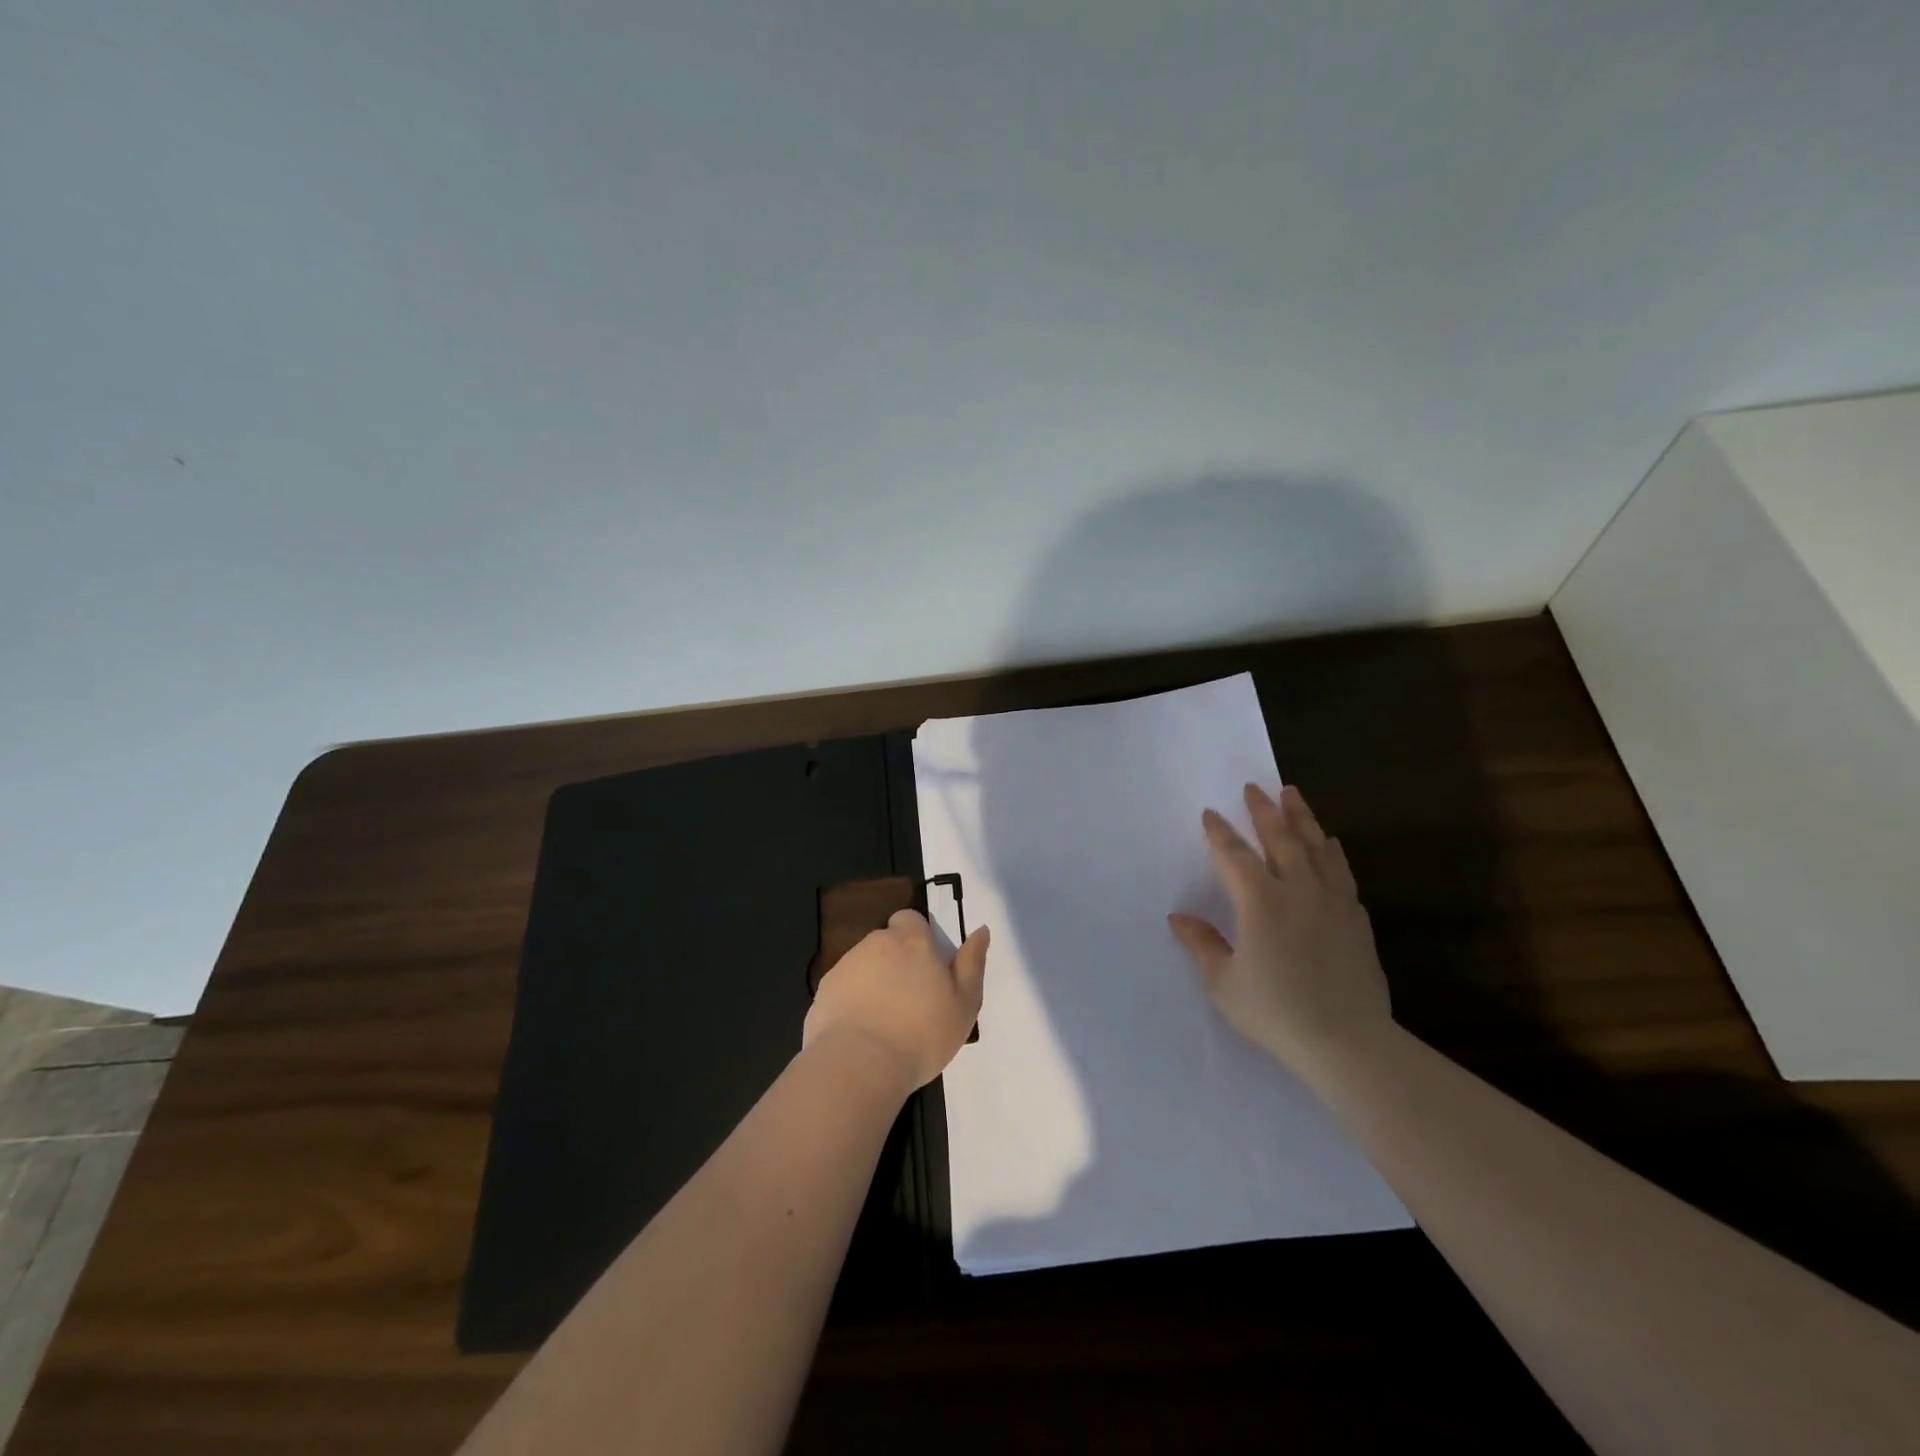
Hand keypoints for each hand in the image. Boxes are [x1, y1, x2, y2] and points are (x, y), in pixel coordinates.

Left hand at [802, 910, 988, 1095]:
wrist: (858, 1064)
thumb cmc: (922, 1034)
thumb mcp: (964, 1003)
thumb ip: (972, 963)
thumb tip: (981, 931)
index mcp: (911, 941)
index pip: (911, 919)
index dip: (919, 937)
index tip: (927, 967)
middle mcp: (875, 943)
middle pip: (887, 941)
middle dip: (897, 960)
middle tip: (911, 999)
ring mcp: (845, 966)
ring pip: (864, 964)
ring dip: (875, 981)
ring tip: (886, 1021)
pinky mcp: (823, 991)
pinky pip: (844, 989)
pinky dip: (852, 1002)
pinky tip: (862, 1032)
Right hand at [1168, 784, 1391, 1086]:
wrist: (1349, 1043)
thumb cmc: (1276, 1013)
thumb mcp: (1224, 983)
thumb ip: (1202, 944)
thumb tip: (1178, 917)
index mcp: (1260, 903)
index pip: (1235, 856)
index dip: (1220, 833)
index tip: (1210, 813)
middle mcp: (1298, 892)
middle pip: (1281, 839)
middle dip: (1265, 811)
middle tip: (1255, 788)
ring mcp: (1332, 903)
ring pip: (1317, 848)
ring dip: (1302, 819)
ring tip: (1293, 796)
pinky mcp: (1356, 920)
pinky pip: (1342, 873)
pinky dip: (1333, 853)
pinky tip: (1331, 845)